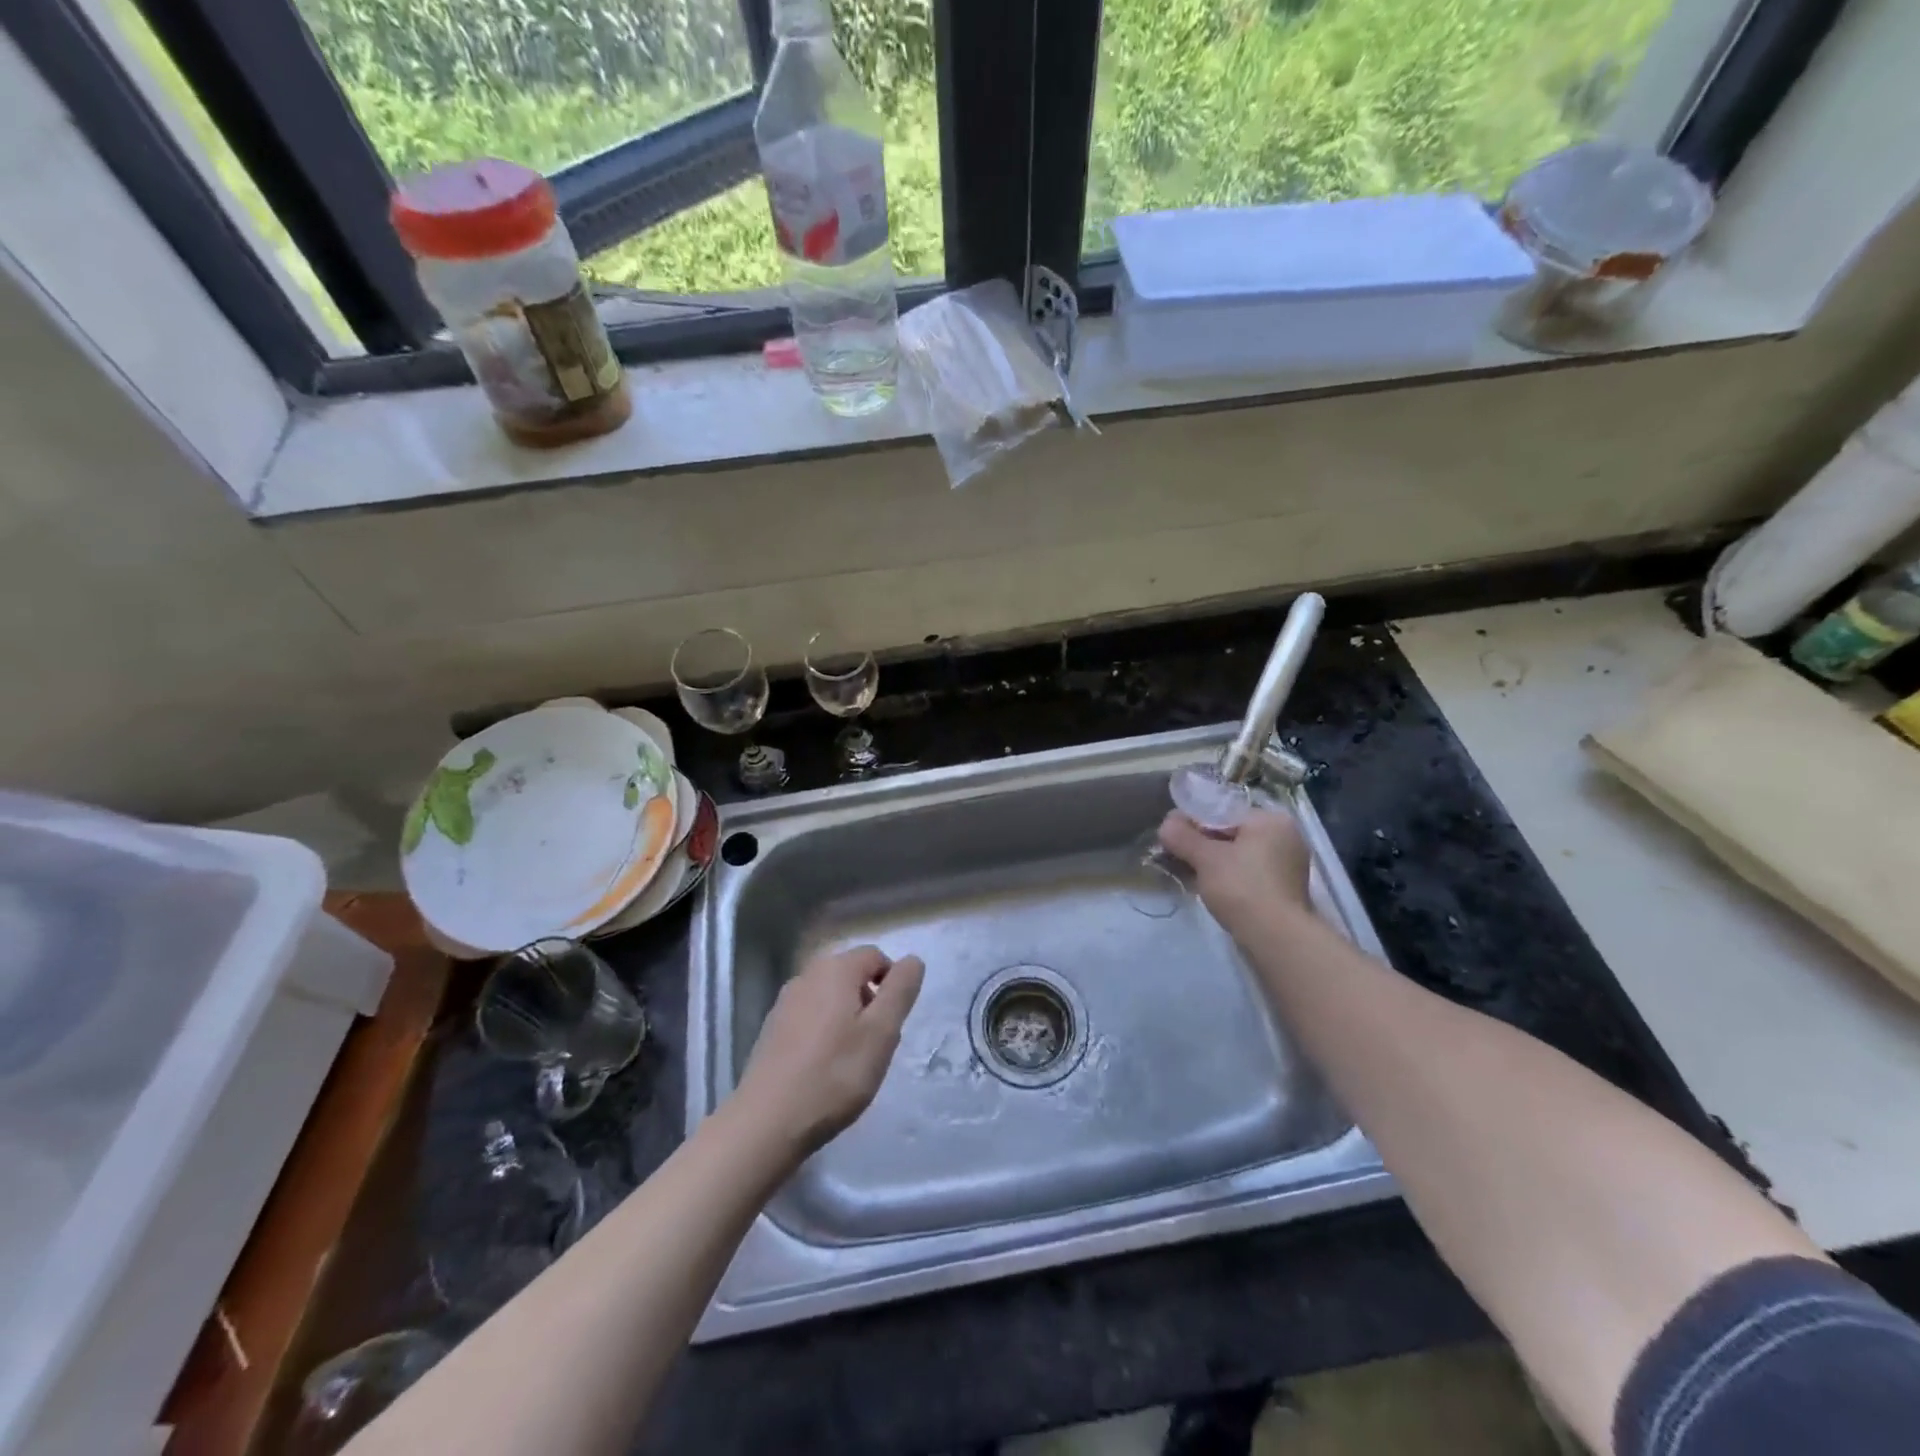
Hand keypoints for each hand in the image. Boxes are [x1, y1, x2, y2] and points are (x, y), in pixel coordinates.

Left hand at [732, 945, 924, 1158]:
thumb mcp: (882, 1032)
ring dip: (847, 1018)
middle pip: (851, 975)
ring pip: (830, 997)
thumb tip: (912, 959)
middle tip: (875, 1044)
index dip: (892, 983)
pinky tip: (823, 1068)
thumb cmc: (834, 1074)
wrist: (767, 1121)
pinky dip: (824, 1032)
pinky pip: (809, 1017)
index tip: (893, 1023)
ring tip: (851, 1060)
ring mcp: (785, 1002)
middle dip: (869, 1002)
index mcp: (835, 969)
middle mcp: (807, 975)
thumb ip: (900, 990)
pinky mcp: (772, 1029)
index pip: (875, 956)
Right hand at [1158, 807, 1312, 936]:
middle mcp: (1285, 836)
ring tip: (1189, 874)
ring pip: (1239, 855)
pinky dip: (1229, 877)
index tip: (1173, 838)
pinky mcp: (1284, 889)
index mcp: (1271, 819)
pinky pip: (1248, 873)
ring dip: (1213, 863)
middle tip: (1177, 857)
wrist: (1276, 938)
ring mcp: (1287, 865)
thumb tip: (1166, 823)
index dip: (1193, 822)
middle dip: (1203, 845)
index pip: (1223, 811)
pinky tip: (1210, 888)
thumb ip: (1182, 836)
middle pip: (1231, 833)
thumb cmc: (1241, 886)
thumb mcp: (1204, 857)